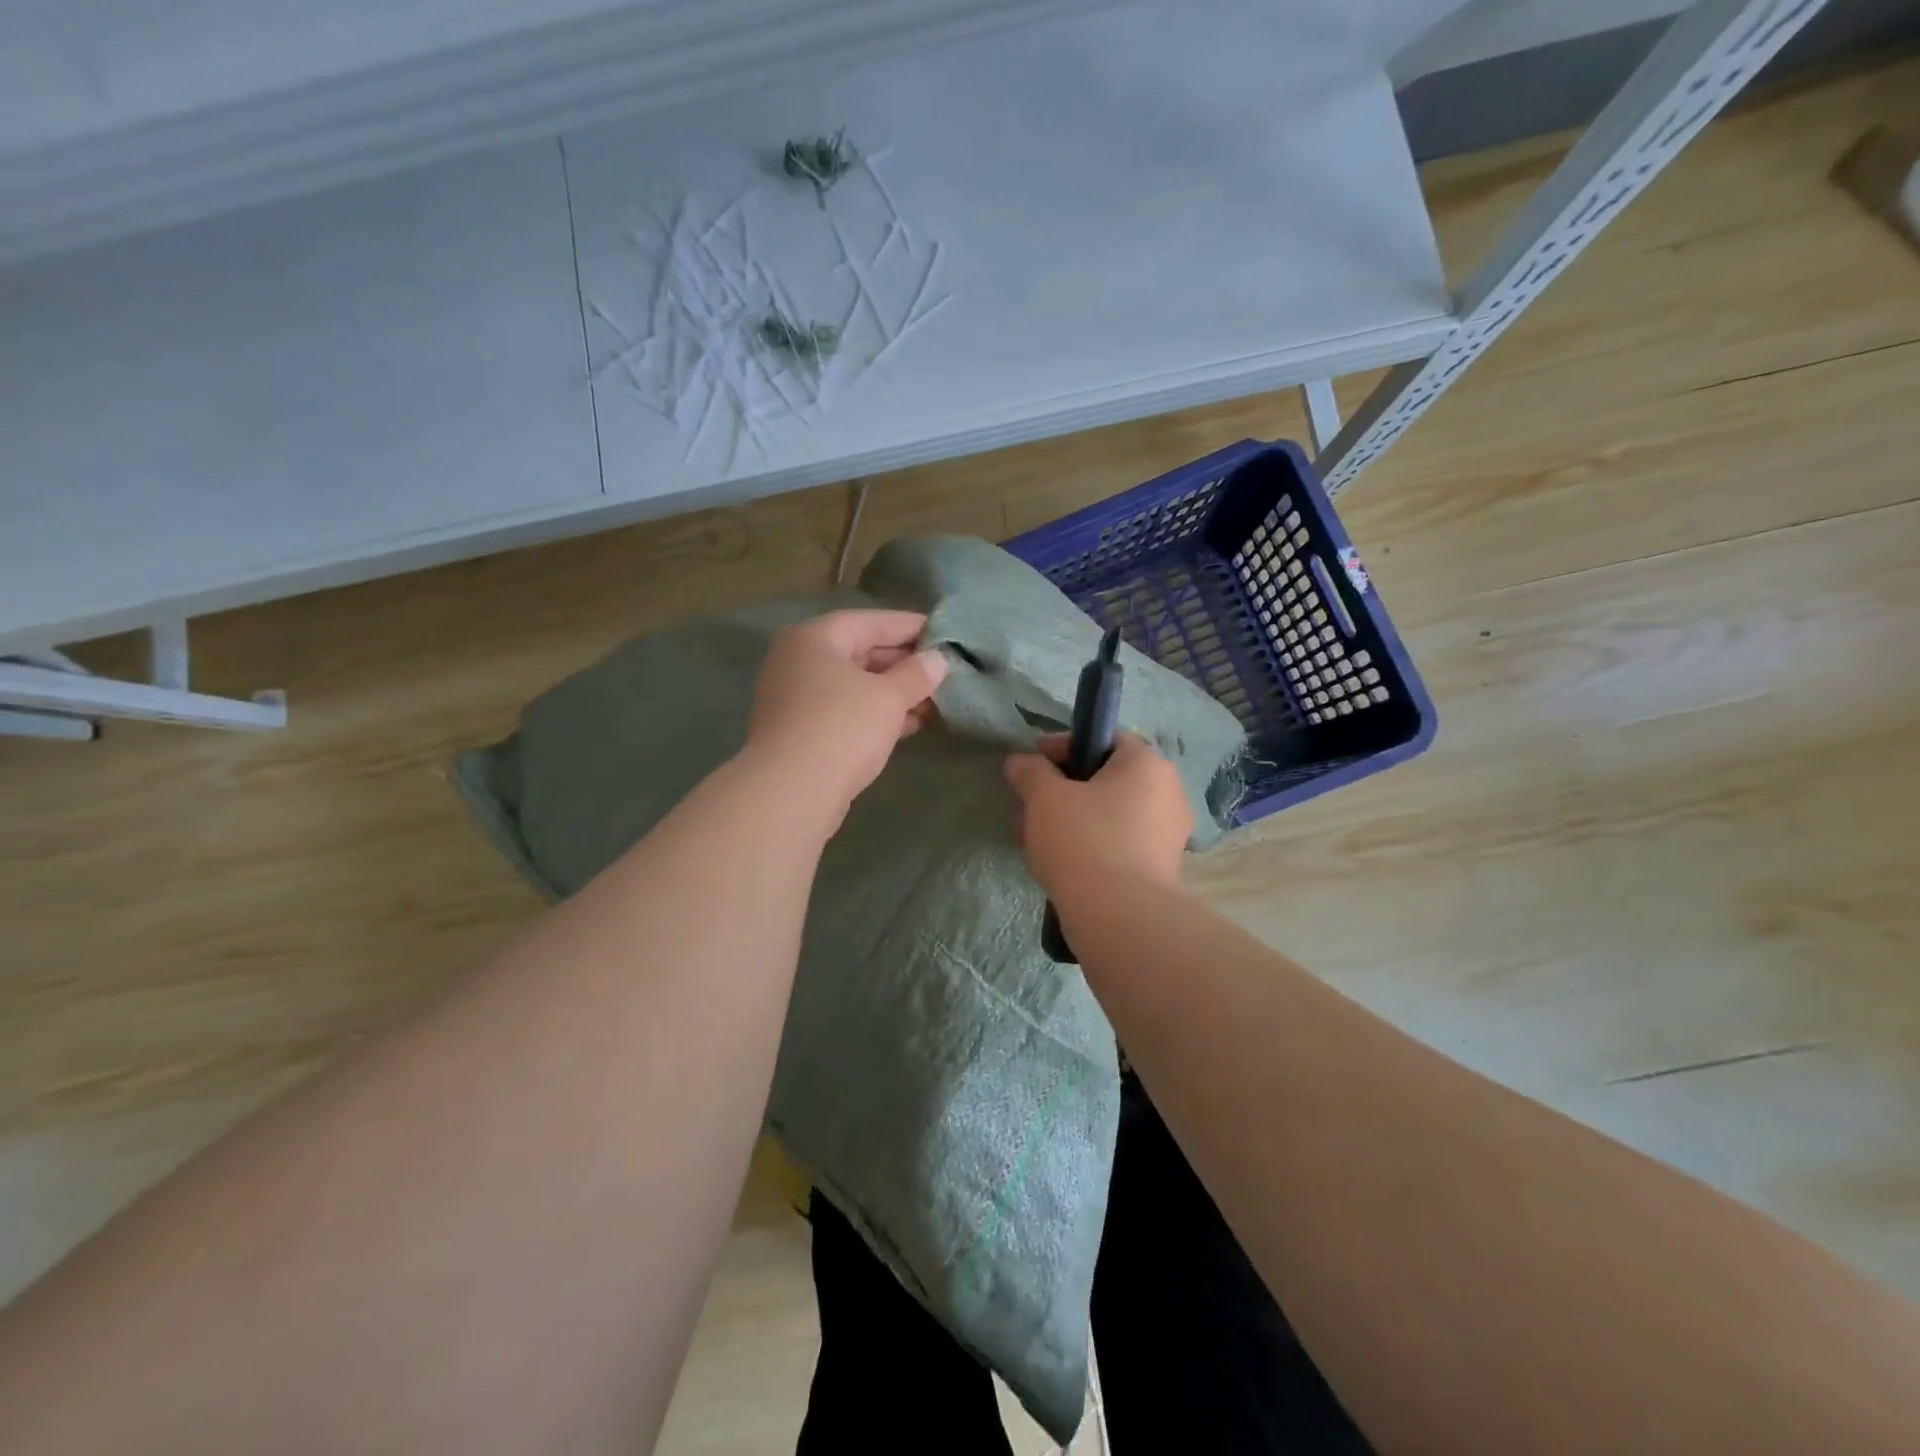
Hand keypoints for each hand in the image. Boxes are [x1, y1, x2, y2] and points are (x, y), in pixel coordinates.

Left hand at [746, 609, 947, 821]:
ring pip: (854, 685)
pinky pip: (845, 711)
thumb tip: (938, 660)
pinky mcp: (801, 730)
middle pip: (860, 652)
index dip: (911, 627)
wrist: (790, 792)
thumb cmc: (841, 729)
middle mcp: (799, 660)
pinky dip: (875, 714)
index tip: (945, 634)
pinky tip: (909, 724)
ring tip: (935, 700)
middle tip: (943, 671)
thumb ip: (916, 675)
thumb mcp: (888, 697)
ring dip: (893, 692)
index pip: (872, 622)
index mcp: (815, 637)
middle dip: (904, 664)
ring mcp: (796, 697)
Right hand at [1003, 733, 1193, 899]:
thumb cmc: (1083, 840)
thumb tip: (1019, 762)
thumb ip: (1030, 772)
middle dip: (1063, 788)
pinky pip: (1119, 843)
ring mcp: (1168, 834)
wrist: (1119, 917)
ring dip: (1072, 818)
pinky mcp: (1161, 869)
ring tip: (1034, 838)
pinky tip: (1058, 862)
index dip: (1064, 745)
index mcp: (1148, 765)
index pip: (1105, 738)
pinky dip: (1090, 844)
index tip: (1034, 761)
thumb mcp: (1044, 797)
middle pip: (1106, 778)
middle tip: (1029, 804)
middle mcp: (1168, 793)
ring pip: (1110, 814)